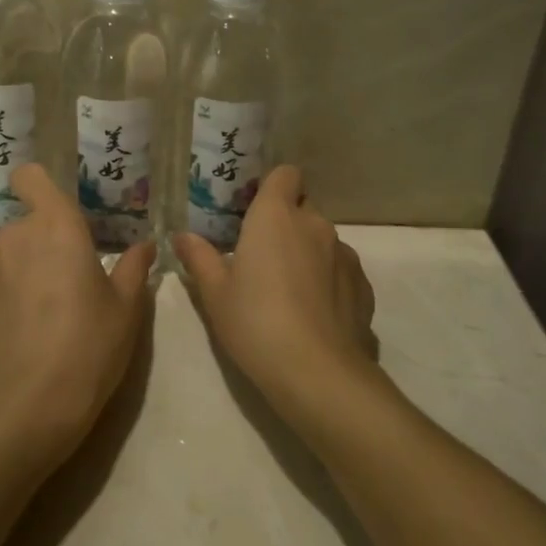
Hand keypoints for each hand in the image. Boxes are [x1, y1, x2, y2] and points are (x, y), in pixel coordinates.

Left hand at [0, 163, 155, 466]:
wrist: (31, 403)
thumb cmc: (90, 343)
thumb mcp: (126, 306)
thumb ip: (133, 267)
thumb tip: (145, 245)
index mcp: (55, 226)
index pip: (31, 177)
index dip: (40, 184)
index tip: (62, 207)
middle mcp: (16, 238)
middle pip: (29, 221)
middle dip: (48, 239)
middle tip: (76, 273)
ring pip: (13, 253)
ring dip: (30, 266)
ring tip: (55, 306)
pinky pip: (0, 284)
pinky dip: (15, 295)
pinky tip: (33, 330)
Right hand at [174, 165, 377, 426]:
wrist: (317, 371)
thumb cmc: (255, 323)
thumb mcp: (215, 294)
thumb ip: (199, 258)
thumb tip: (182, 236)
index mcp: (276, 216)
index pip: (285, 174)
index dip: (273, 187)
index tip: (255, 210)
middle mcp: (314, 224)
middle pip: (302, 208)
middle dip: (286, 224)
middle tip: (262, 257)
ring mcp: (344, 253)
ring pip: (323, 240)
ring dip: (308, 253)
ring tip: (289, 291)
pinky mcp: (363, 284)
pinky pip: (341, 269)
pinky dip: (329, 280)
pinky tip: (315, 313)